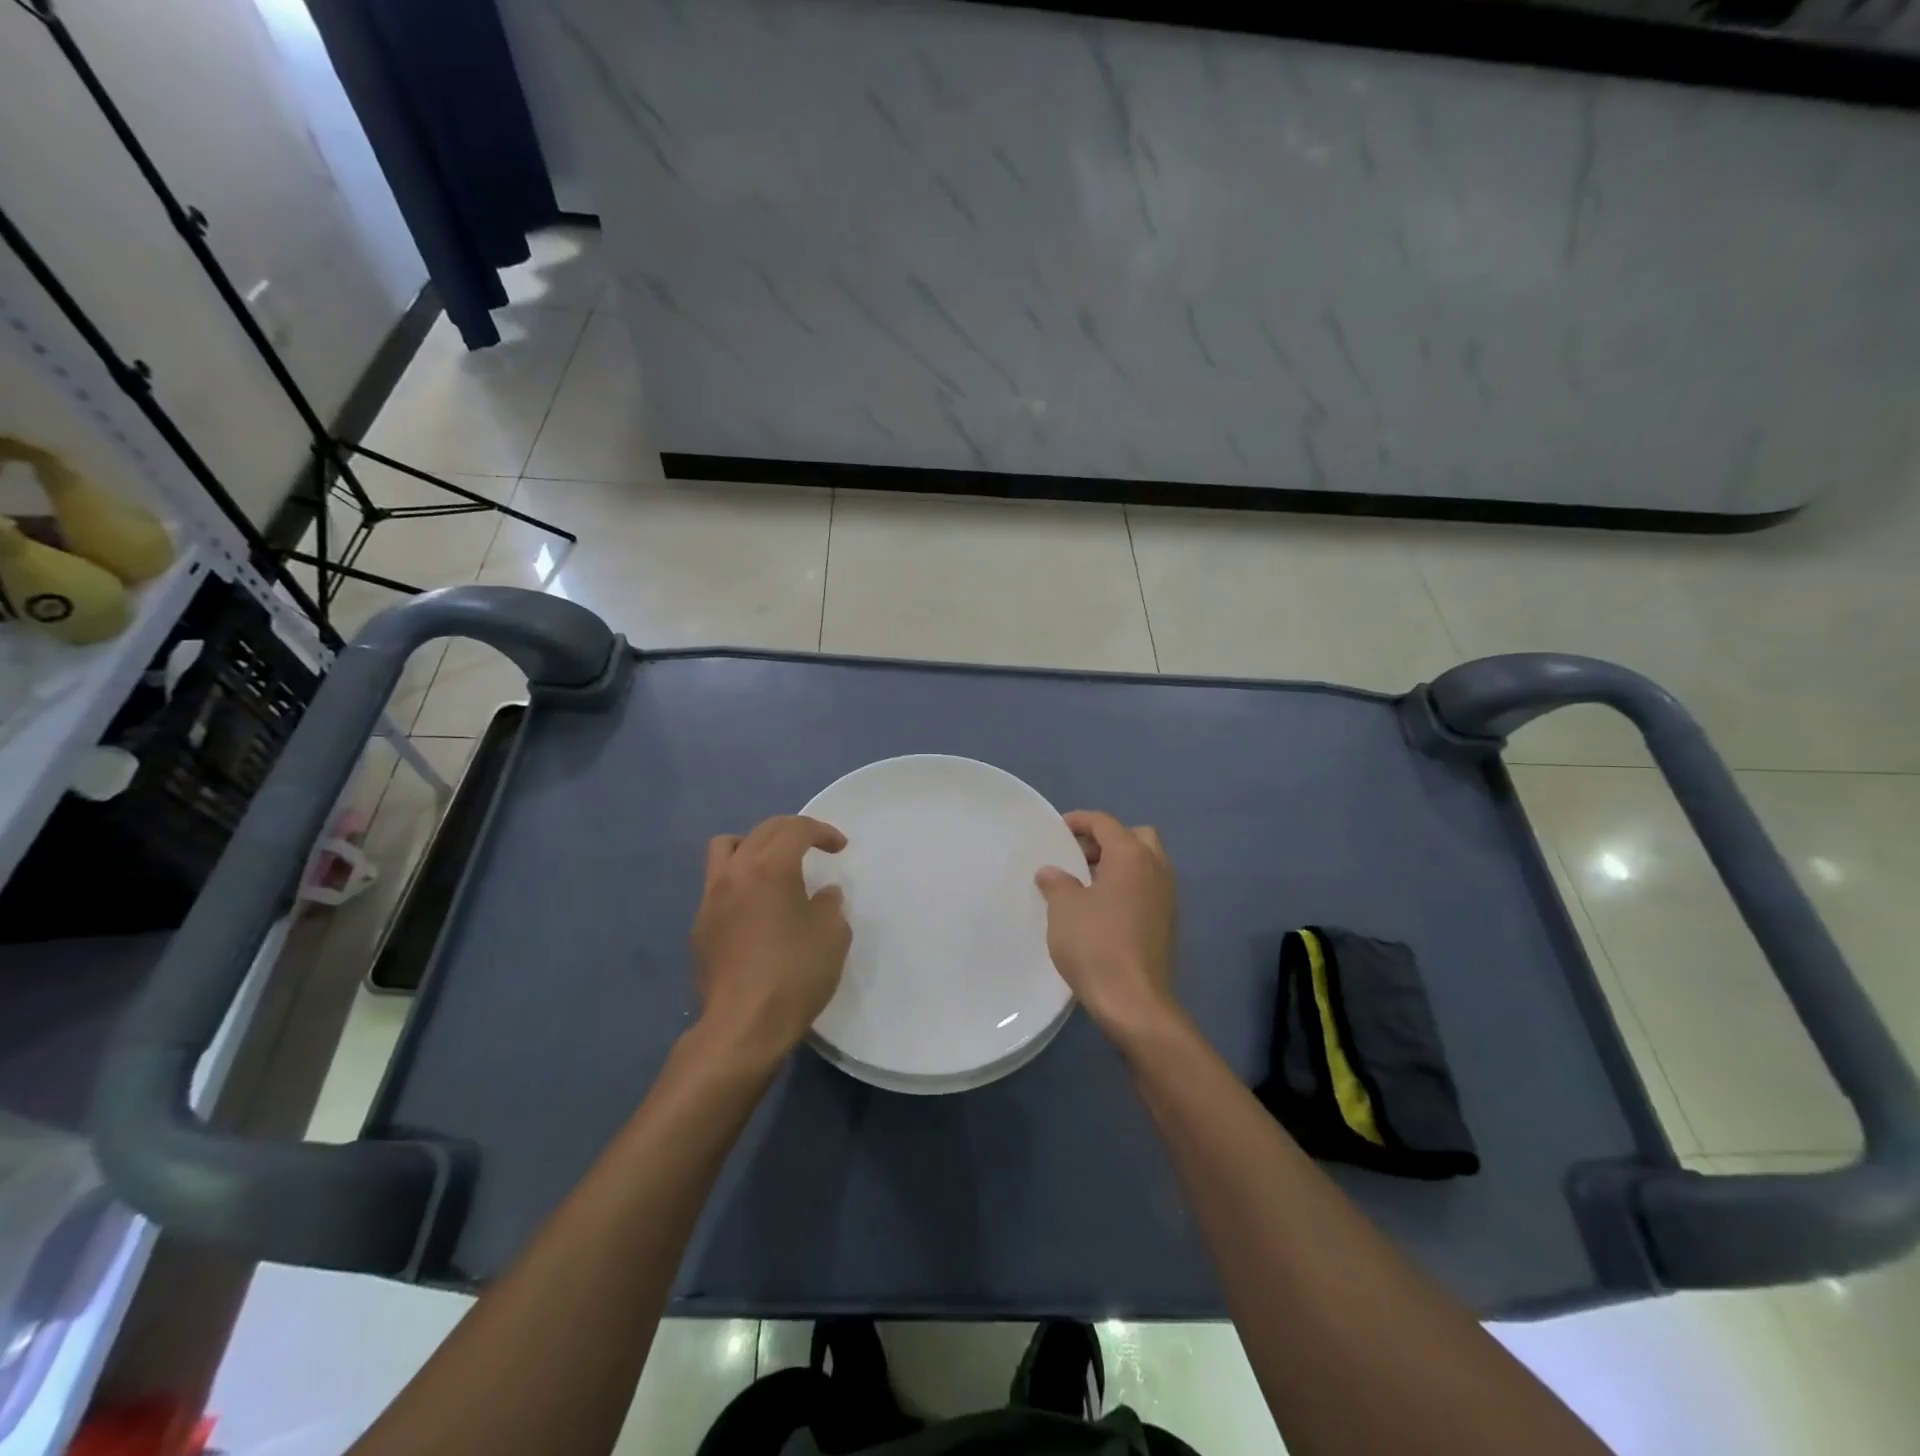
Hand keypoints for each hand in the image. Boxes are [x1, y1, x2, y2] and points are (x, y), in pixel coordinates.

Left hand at [691, 815, 850, 1066]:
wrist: (743, 1025)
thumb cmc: (795, 974)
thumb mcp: (833, 936)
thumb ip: (829, 905)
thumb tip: (822, 895)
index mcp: (771, 867)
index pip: (796, 829)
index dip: (821, 831)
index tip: (839, 848)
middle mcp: (736, 872)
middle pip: (762, 831)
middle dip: (791, 832)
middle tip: (813, 847)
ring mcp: (711, 897)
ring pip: (725, 848)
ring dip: (752, 845)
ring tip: (772, 866)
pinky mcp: (699, 925)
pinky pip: (717, 883)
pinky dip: (739, 879)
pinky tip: (755, 907)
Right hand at [1035, 810, 1177, 1041]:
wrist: (1133, 1001)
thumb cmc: (1095, 944)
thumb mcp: (1064, 908)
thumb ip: (1057, 882)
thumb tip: (1052, 872)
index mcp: (1132, 856)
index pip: (1106, 823)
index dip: (1080, 821)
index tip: (1059, 830)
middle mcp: (1156, 869)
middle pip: (1136, 836)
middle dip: (1108, 840)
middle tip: (1080, 857)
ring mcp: (1167, 896)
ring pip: (1146, 863)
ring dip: (1119, 864)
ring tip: (1087, 883)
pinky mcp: (1167, 922)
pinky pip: (1148, 887)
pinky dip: (1128, 886)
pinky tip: (1104, 908)